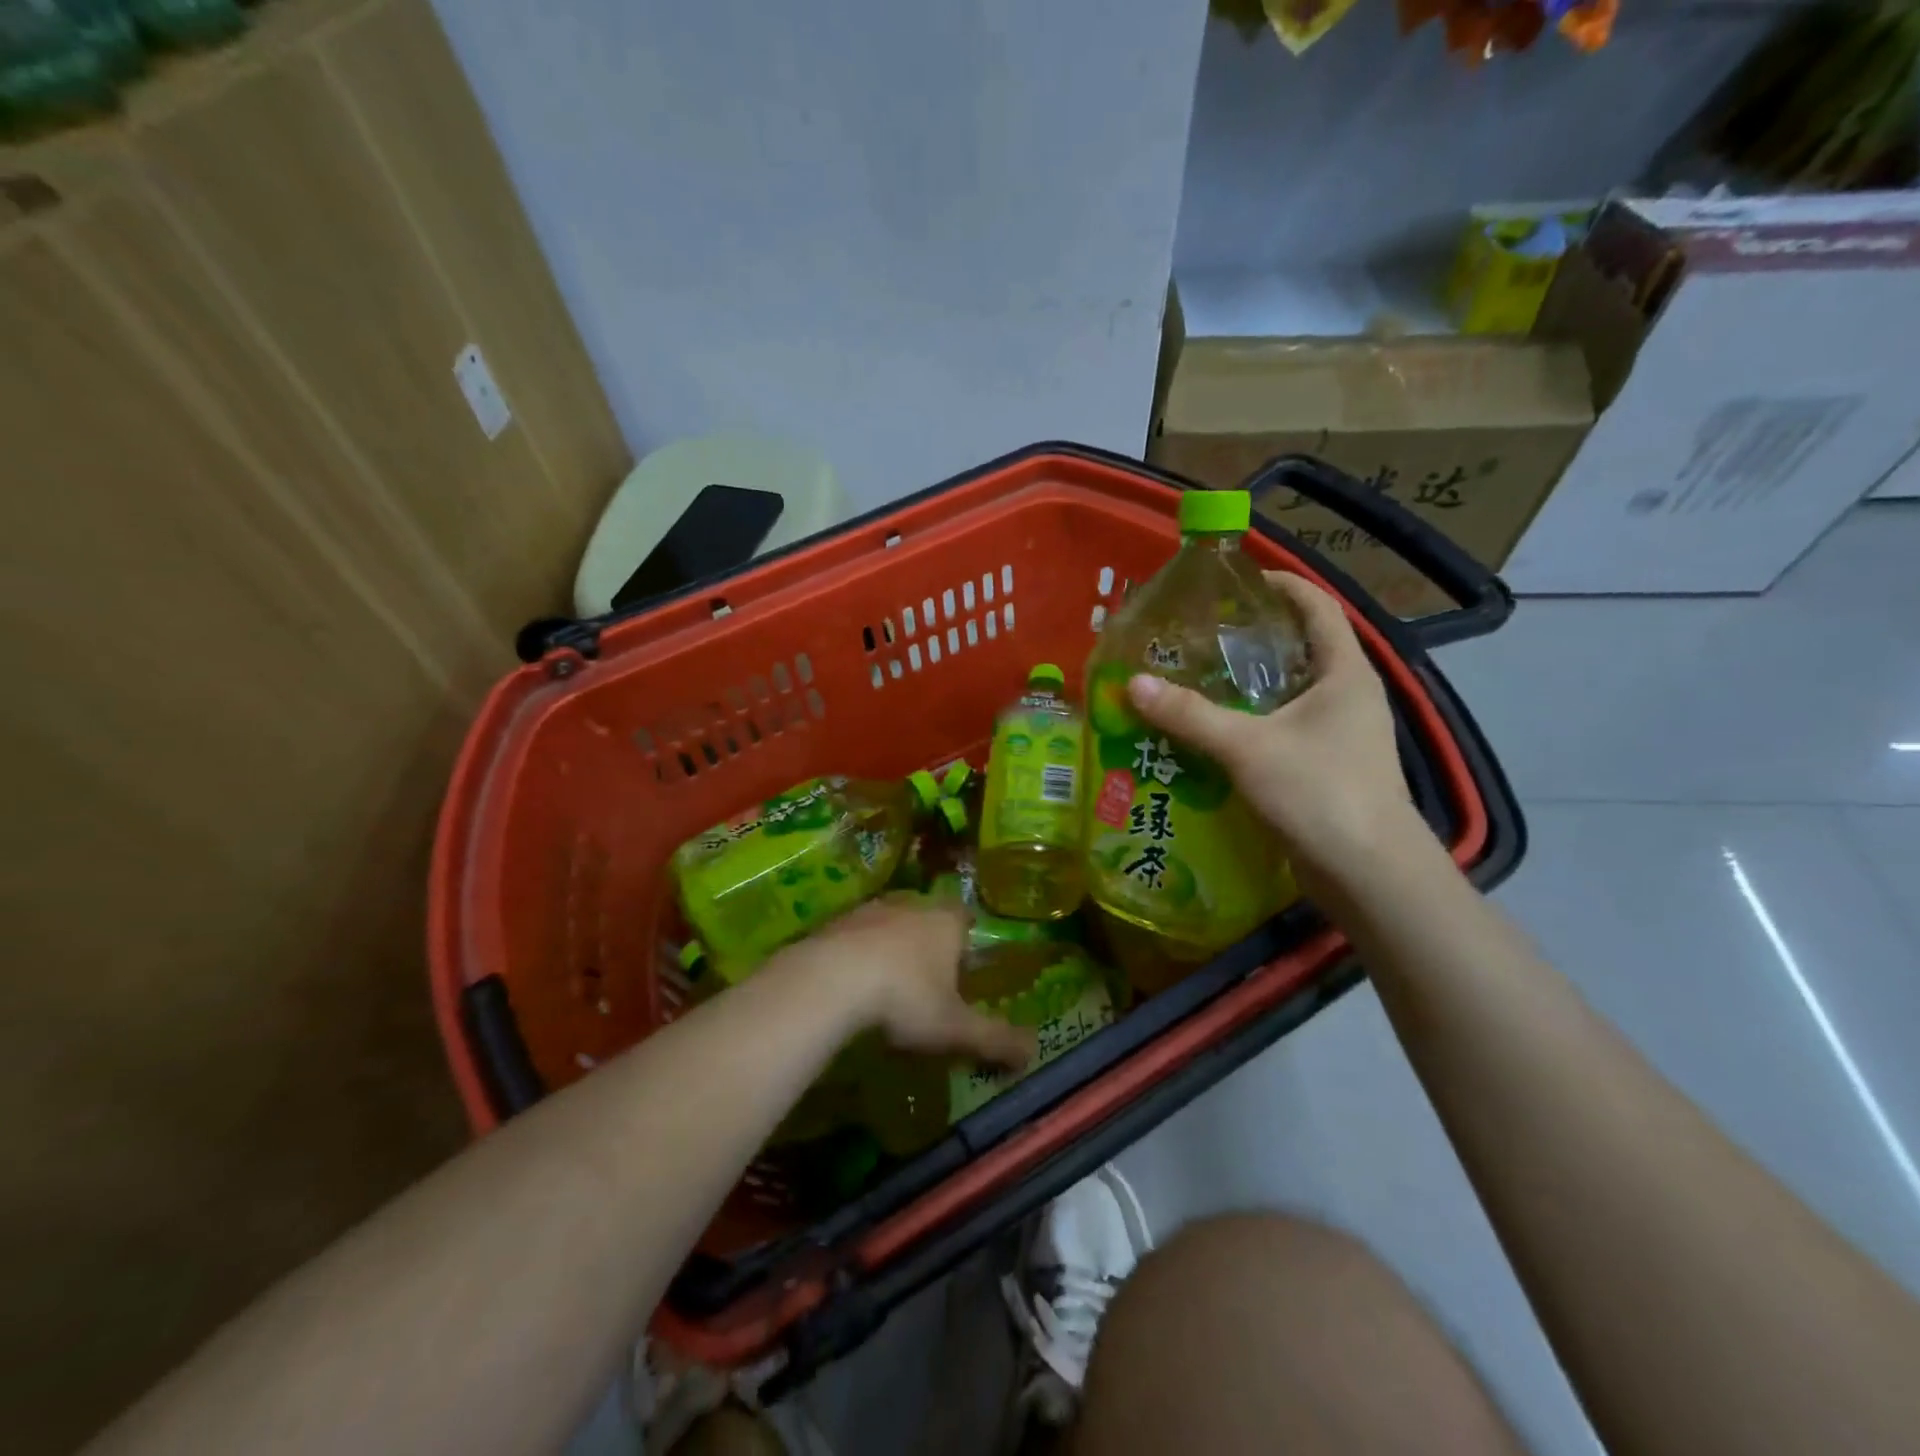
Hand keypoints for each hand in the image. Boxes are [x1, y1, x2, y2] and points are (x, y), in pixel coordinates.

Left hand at [795, 899, 1034, 1068]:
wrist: (830, 980)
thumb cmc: (906, 998)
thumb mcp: (956, 1029)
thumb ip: (996, 1039)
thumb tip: (1034, 1052)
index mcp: (945, 922)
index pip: (964, 916)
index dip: (966, 937)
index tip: (964, 962)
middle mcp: (910, 905)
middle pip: (926, 916)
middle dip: (928, 941)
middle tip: (927, 978)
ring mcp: (868, 910)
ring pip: (888, 922)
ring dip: (890, 946)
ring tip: (887, 983)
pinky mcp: (833, 923)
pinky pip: (854, 936)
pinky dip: (857, 954)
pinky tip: (851, 984)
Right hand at [1125, 572, 1432, 887]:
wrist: (1368, 873)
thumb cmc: (1319, 791)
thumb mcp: (1247, 747)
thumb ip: (1189, 715)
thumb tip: (1134, 683)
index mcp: (1345, 673)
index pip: (1318, 607)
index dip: (1283, 585)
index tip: (1238, 579)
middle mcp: (1349, 697)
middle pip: (1302, 649)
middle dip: (1254, 638)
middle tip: (1201, 635)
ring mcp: (1341, 736)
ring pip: (1290, 695)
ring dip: (1249, 686)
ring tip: (1197, 680)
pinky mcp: (1327, 769)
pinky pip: (1284, 731)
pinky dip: (1251, 724)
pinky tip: (1213, 735)